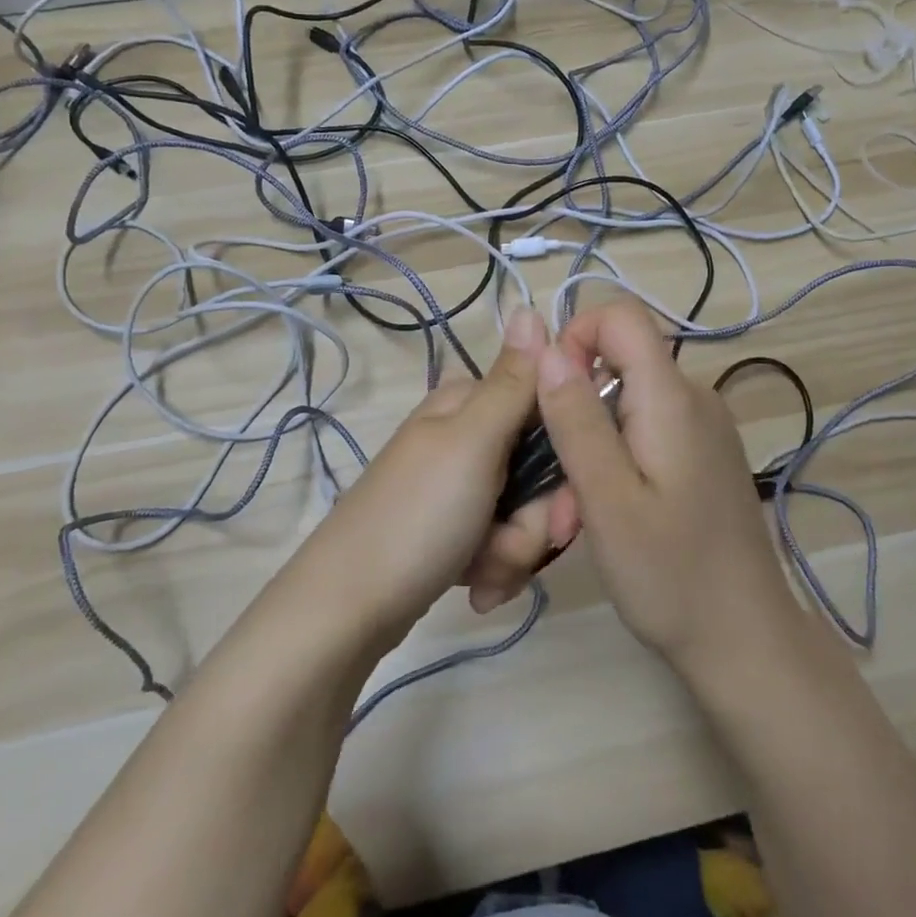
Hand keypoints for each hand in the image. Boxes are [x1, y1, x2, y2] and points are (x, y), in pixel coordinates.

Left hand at [295, 306, 577, 642]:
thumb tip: (530, 305)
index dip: (568, 458)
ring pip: (528, 513)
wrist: (348, 611)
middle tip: (508, 544)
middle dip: (536, 519)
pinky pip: (503, 542)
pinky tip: (476, 588)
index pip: (550, 411)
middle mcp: (467, 439)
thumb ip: (512, 381)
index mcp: (470, 405)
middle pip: (543, 471)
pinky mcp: (457, 530)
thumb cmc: (417, 518)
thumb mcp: (472, 442)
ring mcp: (461, 487)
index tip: (563, 501)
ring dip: (515, 550)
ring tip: (481, 573)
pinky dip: (497, 568)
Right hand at [533, 297, 800, 672]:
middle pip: (620, 362)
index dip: (574, 339)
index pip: (621, 316)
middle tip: (564, 483)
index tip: (551, 401)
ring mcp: (705, 428)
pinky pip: (647, 429)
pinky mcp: (704, 455)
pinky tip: (615, 511)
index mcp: (673, 398)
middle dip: (576, 407)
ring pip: (627, 401)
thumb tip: (546, 347)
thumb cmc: (670, 575)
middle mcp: (695, 398)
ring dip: (593, 441)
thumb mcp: (606, 499)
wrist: (745, 640)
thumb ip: (576, 419)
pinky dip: (618, 457)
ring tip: (585, 511)